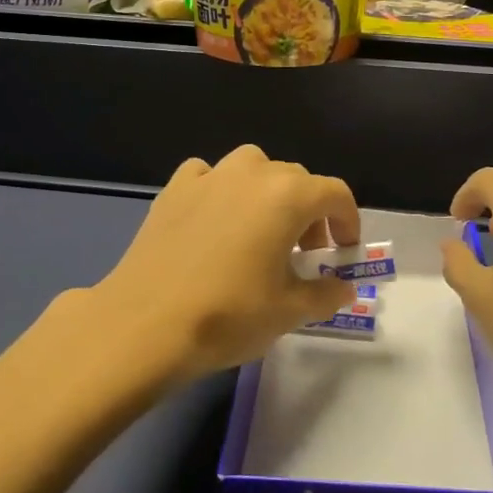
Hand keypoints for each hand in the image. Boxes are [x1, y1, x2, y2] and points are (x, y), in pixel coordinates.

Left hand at [91, 145, 357, 383]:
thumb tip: (344, 287)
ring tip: (260, 231)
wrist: (144, 324)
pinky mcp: (175, 188)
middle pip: (296, 179)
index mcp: (288, 196)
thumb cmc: (228, 315)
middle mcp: (252, 173)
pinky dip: (221, 190)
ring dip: (267, 193)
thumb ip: (326, 294)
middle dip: (310, 212)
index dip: (348, 220)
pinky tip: (214, 220)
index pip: (335, 193)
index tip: (345, 250)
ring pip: (254, 168)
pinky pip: (209, 175)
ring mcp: (210, 176)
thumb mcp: (289, 312)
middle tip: (305, 253)